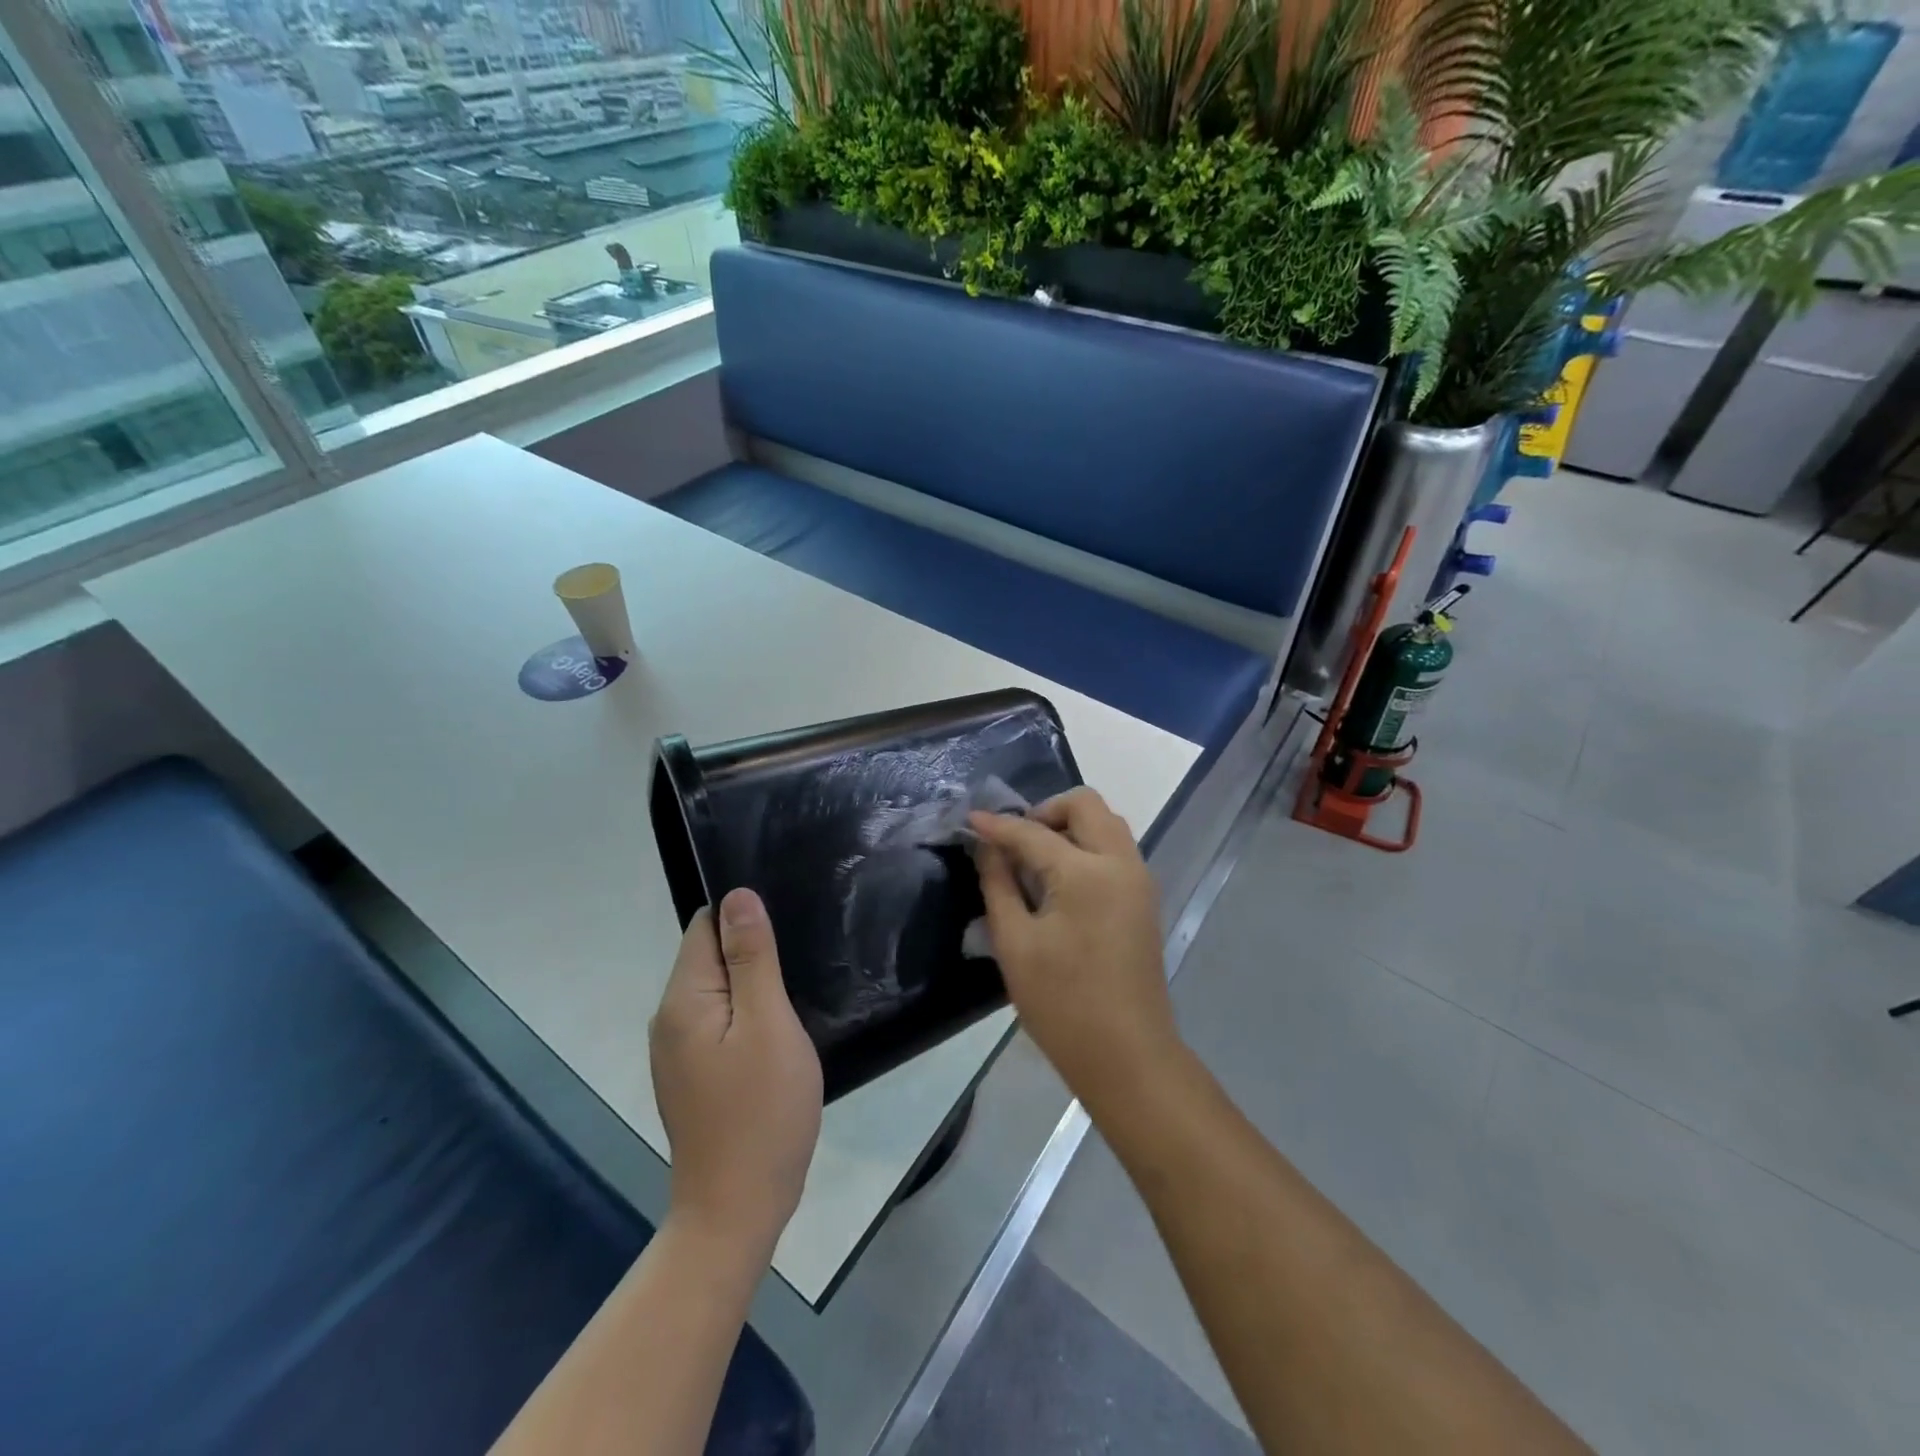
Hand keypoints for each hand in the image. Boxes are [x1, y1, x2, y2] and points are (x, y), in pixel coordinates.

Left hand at [649, 888, 822, 1257]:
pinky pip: (719, 1021)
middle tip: (801, 961)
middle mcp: (669, 1019)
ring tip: (796, 992)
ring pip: (718, 990)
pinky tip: (779, 1030)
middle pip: (709, 955)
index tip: (786, 928)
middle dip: (752, 951)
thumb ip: (752, 958)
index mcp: (683, 999)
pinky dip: (748, 1015)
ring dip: (753, 984)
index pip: (705, 926)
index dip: (745, 917)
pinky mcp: (693, 1074)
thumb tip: (737, 896)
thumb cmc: (762, 1111)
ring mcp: (678, 1051)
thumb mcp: (768, 1023)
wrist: (738, 1210)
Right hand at [969, 788, 1180, 1106]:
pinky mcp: (1144, 899)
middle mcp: (1121, 863)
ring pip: (1106, 823)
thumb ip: (998, 884)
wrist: (1128, 1055)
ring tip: (1034, 859)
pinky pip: (1115, 848)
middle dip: (1045, 811)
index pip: (1034, 832)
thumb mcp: (1015, 943)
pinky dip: (1086, 845)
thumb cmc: (1062, 1003)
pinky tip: (1059, 879)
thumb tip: (987, 846)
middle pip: (1086, 804)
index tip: (970, 819)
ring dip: (1069, 825)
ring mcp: (1139, 880)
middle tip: (1014, 841)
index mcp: (1086, 872)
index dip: (998, 826)